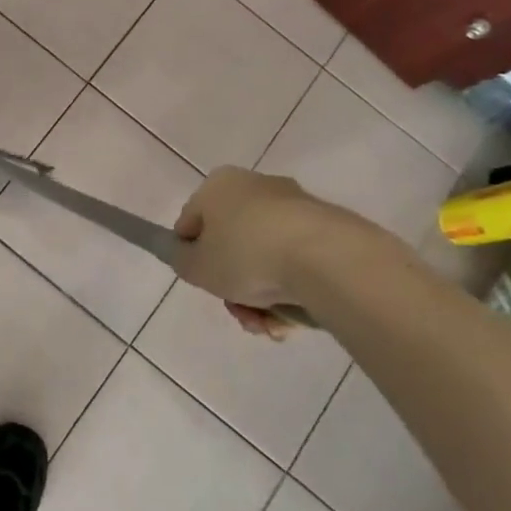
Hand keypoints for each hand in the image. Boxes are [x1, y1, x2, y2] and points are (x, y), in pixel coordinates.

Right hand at [173, 168, 360, 337]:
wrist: (325, 258)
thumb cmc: (246, 255)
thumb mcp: (195, 266)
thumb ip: (182, 261)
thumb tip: (191, 257)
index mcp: (218, 186)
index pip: (190, 222)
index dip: (190, 255)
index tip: (202, 280)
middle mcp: (256, 186)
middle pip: (231, 244)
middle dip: (232, 284)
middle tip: (238, 310)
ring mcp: (295, 206)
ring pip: (265, 258)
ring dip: (260, 296)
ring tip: (267, 324)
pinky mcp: (328, 228)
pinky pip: (296, 262)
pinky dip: (290, 290)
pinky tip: (290, 318)